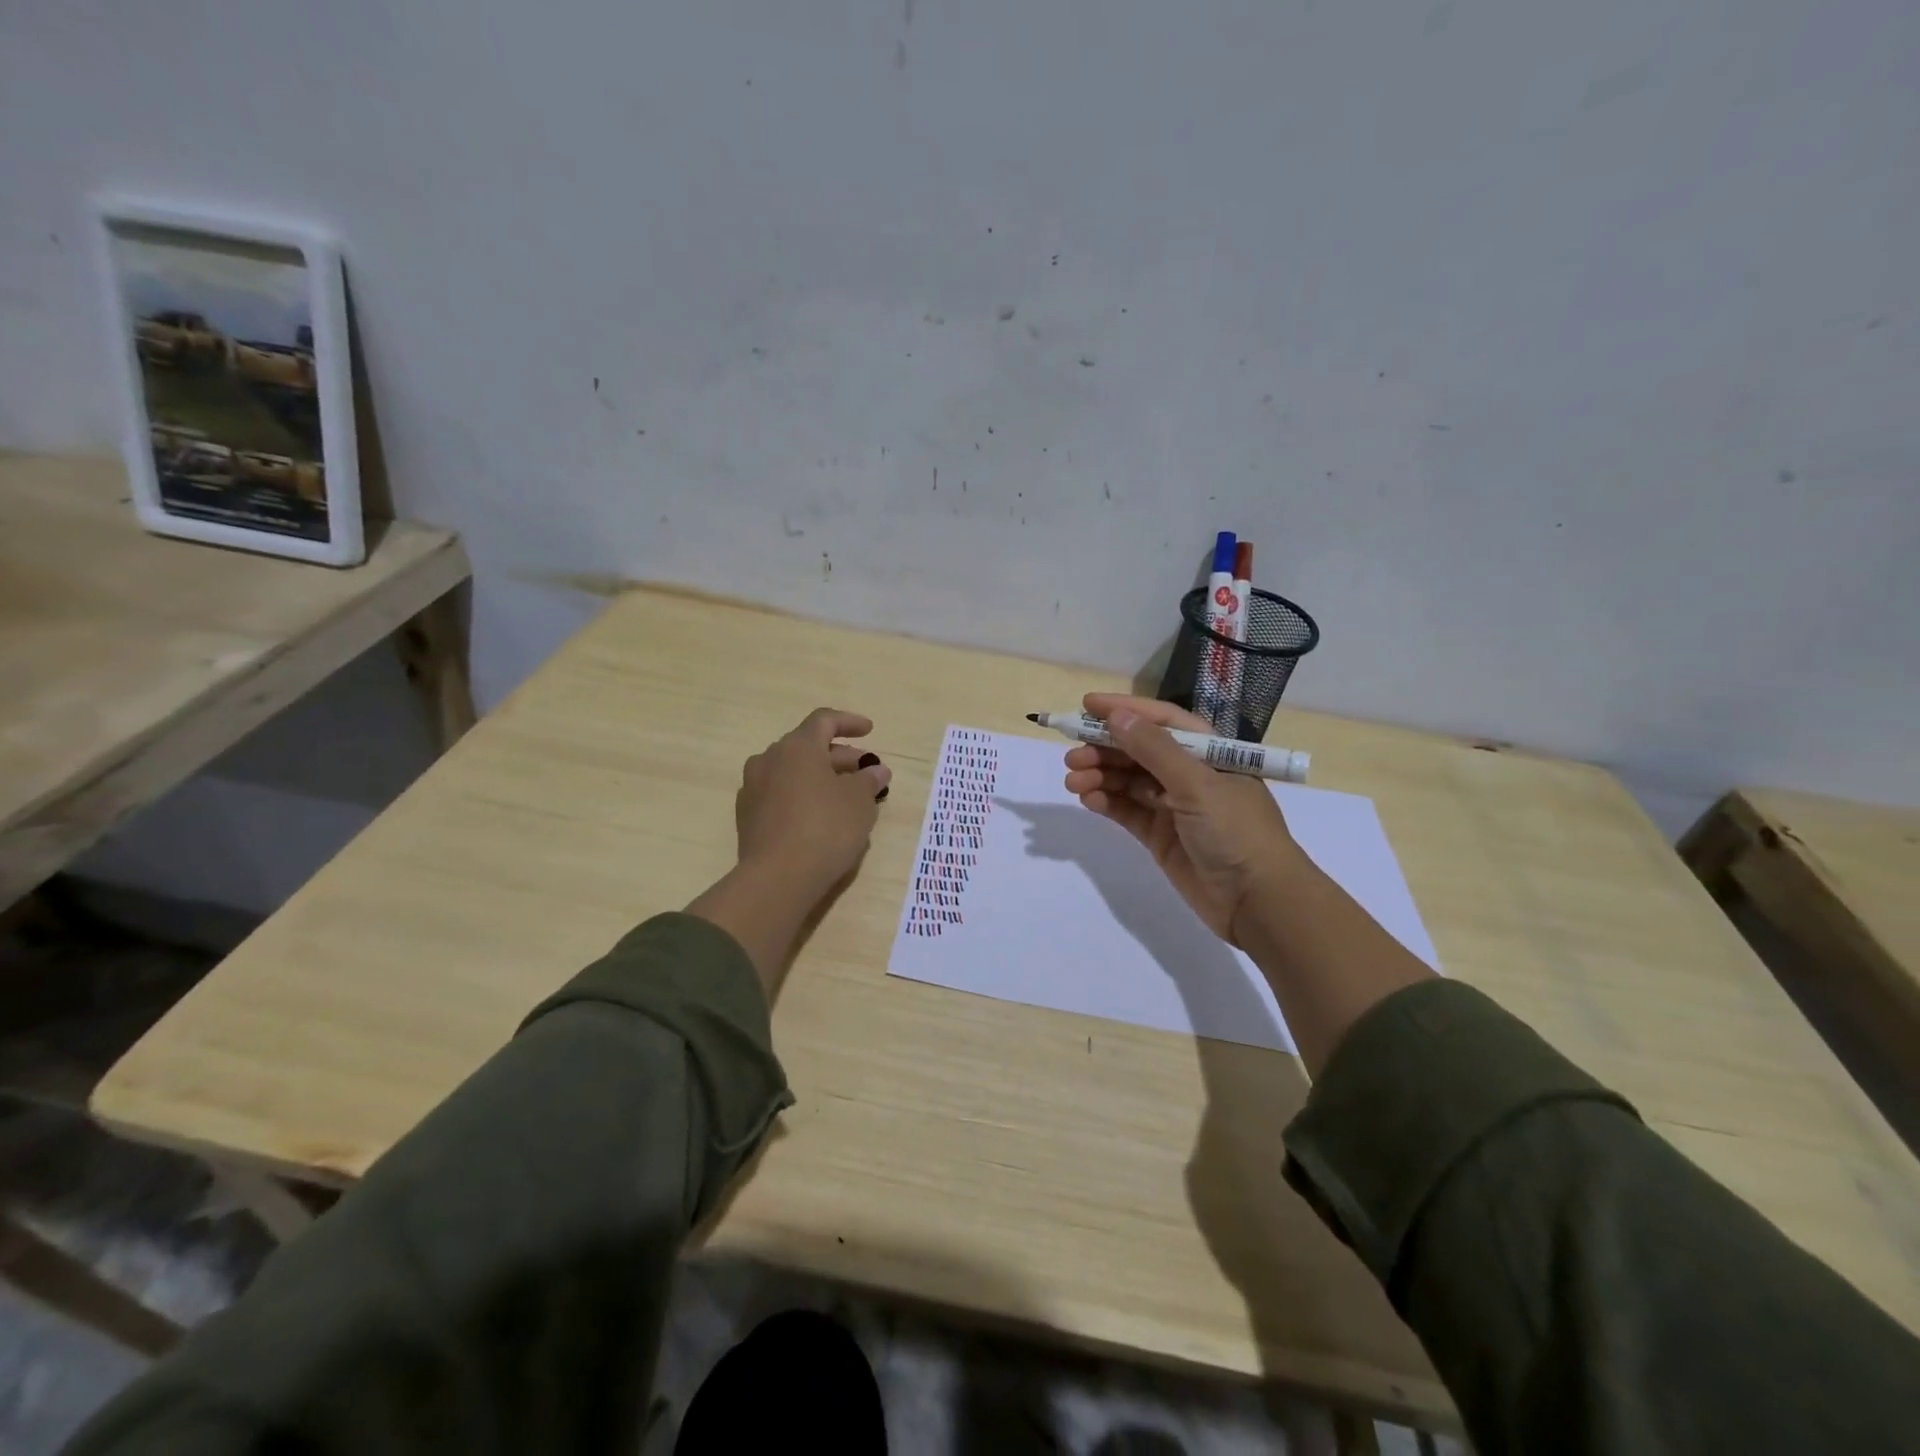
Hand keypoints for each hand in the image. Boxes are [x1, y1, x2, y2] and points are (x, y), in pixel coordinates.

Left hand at [735, 707, 891, 899]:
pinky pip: (780, 794)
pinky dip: (802, 796)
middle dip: (839, 756)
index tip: (869, 731)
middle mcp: (769, 759)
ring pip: (793, 772)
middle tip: (864, 773)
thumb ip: (869, 780)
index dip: (849, 722)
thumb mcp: (860, 802)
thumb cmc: (826, 828)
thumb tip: (876, 771)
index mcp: (797, 746)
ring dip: (820, 777)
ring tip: (845, 797)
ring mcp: (753, 788)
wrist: (777, 878)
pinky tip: (819, 817)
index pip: (824, 720)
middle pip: (808, 747)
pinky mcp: (747, 816)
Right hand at [1062, 693, 1299, 943]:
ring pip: (1128, 781)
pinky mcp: (1161, 835)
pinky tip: (1089, 800)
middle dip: (1104, 749)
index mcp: (1209, 752)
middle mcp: (1190, 774)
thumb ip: (1154, 749)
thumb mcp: (1196, 784)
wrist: (1257, 901)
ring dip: (1100, 777)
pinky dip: (1107, 803)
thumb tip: (1116, 716)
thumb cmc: (1235, 830)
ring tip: (1073, 782)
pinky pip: (1128, 810)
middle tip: (1071, 756)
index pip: (1161, 721)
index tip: (1087, 705)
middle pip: (1139, 751)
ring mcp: (1174, 805)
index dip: (1125, 710)